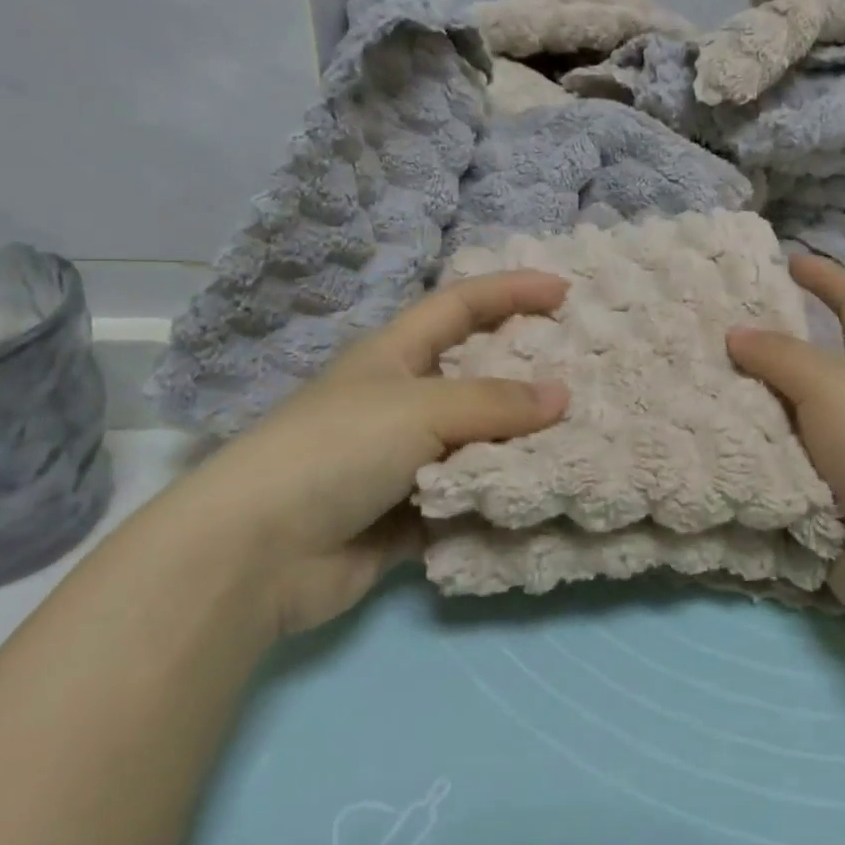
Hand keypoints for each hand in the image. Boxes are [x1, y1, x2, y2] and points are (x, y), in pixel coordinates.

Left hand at [163, 272, 570, 635]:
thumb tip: (562, 396)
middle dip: (526, 370)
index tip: (564, 290)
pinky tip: (546, 493)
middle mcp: (402, 401)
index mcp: (395, 355)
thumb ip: (494, 403)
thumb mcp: (419, 409)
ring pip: (478, 440)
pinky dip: (501, 495)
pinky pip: (469, 496)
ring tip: (583, 435)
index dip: (510, 291)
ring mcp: (405, 460)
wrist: (259, 554)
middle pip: (475, 374)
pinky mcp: (409, 513)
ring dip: (521, 441)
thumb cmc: (336, 450)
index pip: (461, 306)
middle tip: (585, 368)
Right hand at [727, 255, 844, 627]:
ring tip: (693, 386)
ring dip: (749, 405)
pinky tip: (704, 444)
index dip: (828, 278)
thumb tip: (736, 334)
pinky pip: (776, 465)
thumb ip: (782, 356)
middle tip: (712, 331)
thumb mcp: (833, 386)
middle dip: (769, 346)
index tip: (788, 261)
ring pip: (787, 417)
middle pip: (813, 362)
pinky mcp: (823, 498)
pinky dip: (746, 455)